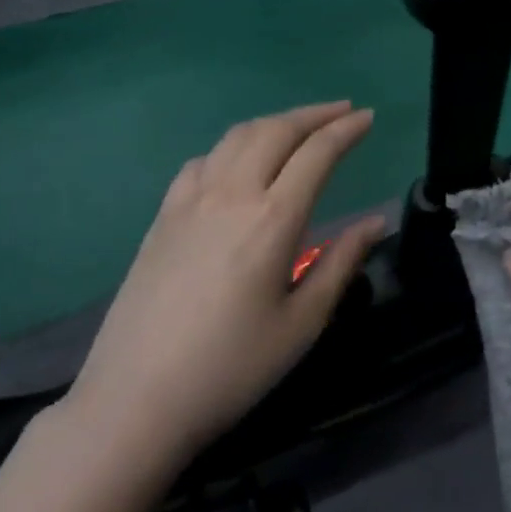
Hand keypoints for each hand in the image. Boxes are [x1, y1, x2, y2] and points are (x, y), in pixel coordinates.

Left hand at [65, 102, 383, 465]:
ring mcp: (190, 200)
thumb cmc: (230, 369)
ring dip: (274, 122)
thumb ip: (341, 263)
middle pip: (276, 130)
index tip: (368, 117)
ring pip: (236, 137)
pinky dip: (232, 146)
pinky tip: (238, 162)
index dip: (346, 130)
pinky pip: (202, 161)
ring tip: (299, 127)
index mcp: (272, 219)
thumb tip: (375, 222)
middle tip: (343, 111)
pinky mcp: (162, 216)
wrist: (135, 400)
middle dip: (314, 114)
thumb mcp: (301, 324)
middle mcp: (231, 194)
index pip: (317, 153)